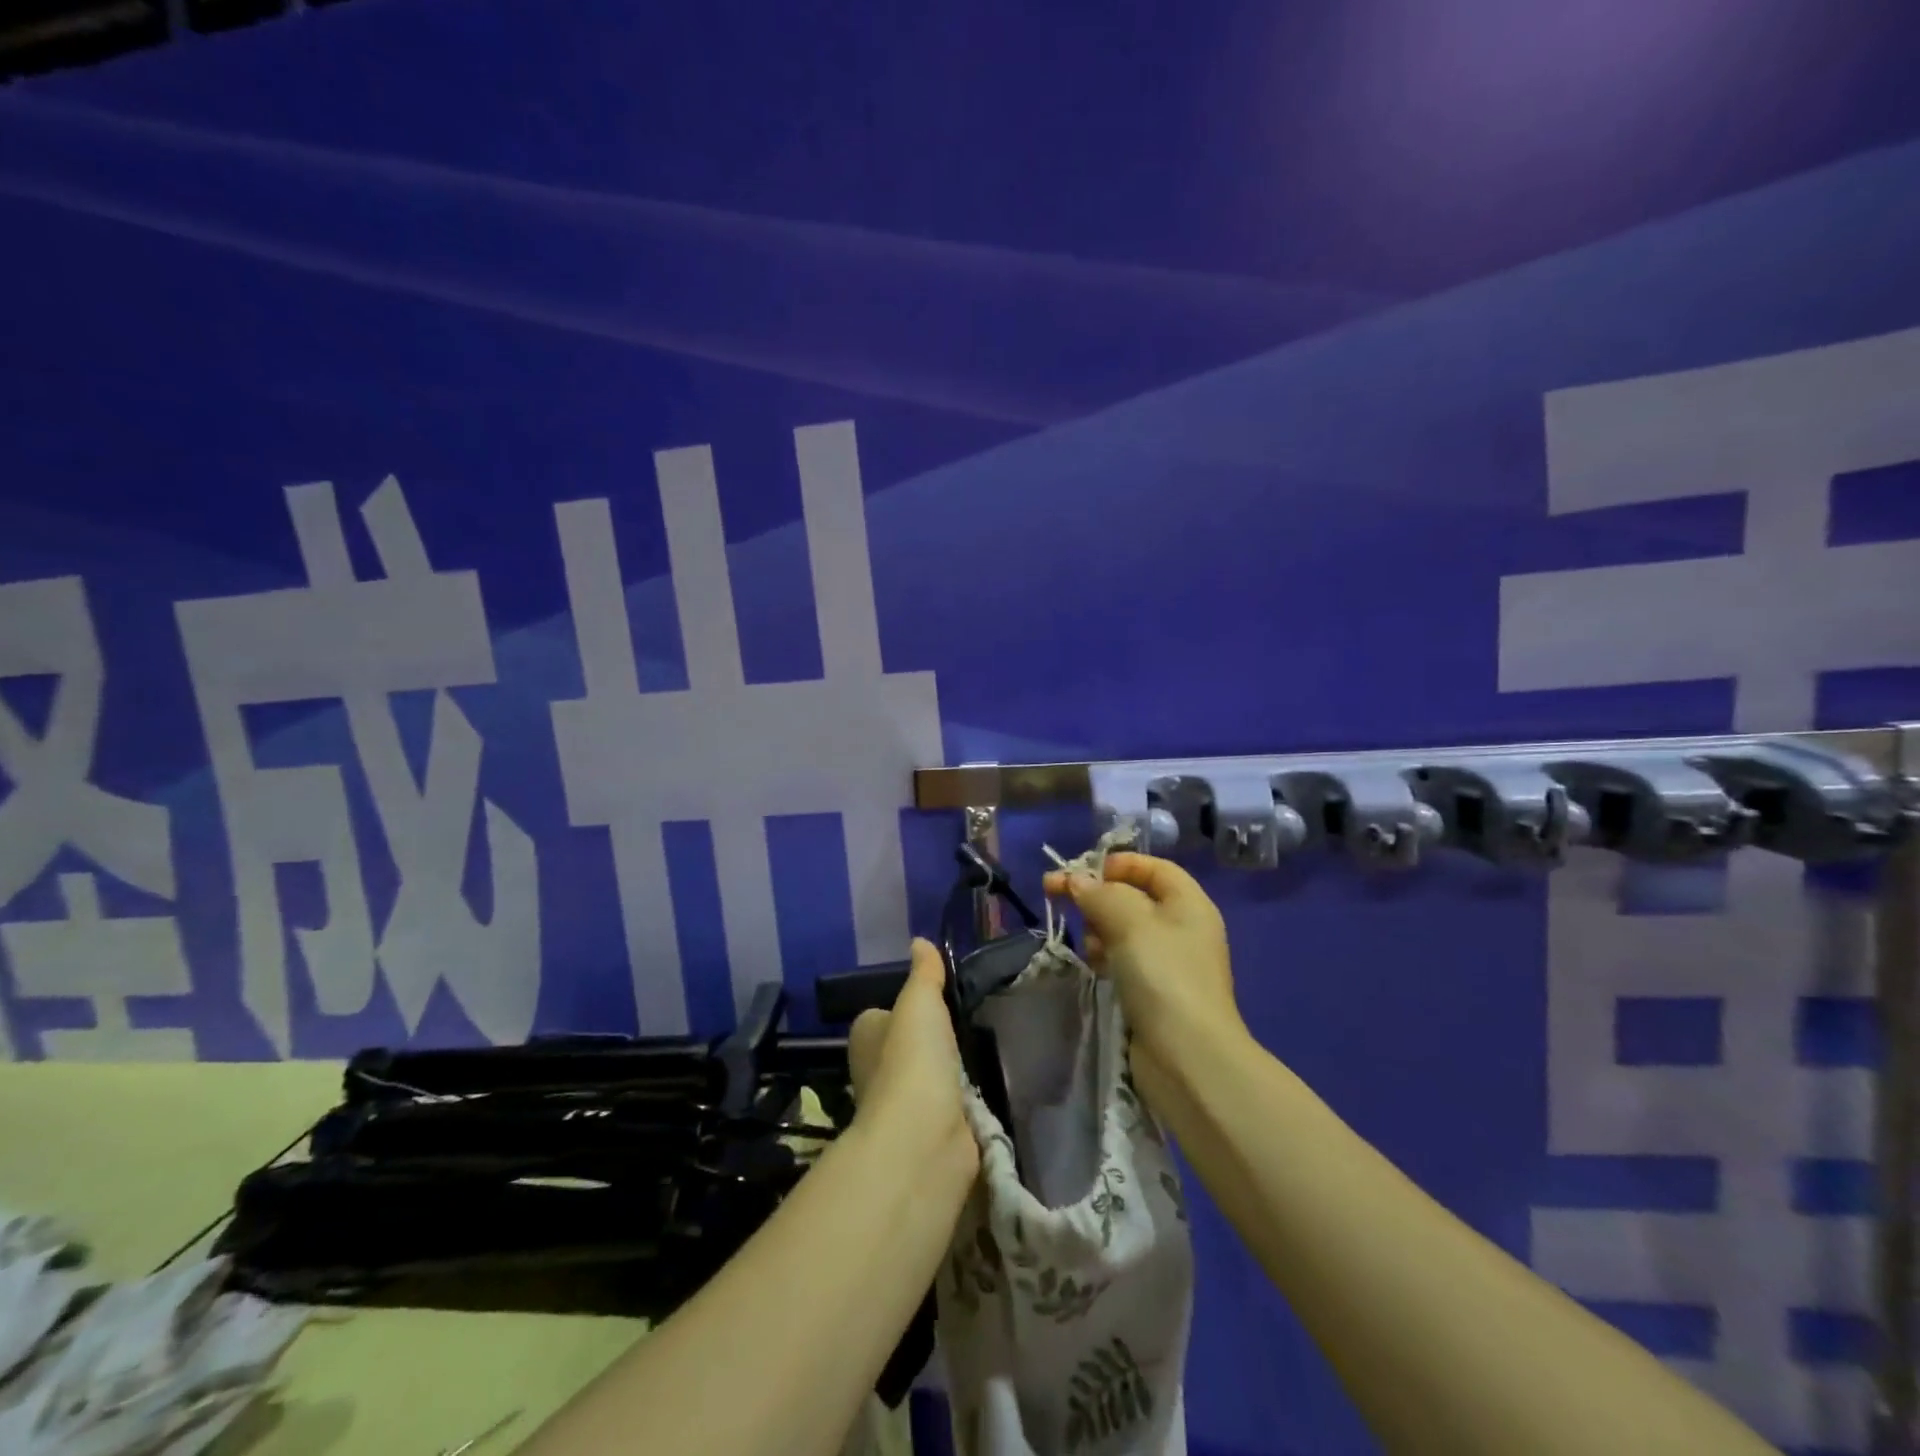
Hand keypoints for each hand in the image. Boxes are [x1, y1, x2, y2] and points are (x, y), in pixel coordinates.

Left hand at [847, 939, 977, 1178]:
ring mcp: (902, 1105)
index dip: (902, 1009)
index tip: (932, 1002)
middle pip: (903, 1048)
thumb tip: (919, 941)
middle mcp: (875, 1071)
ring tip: (976, 1054)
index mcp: (865, 1037)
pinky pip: (947, 1107)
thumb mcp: (920, 1001)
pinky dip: (960, 1102)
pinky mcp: (930, 1132)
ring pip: (925, 1078)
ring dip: (946, 1073)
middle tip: (962, 1026)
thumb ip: (924, 973)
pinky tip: (979, 1092)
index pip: (880, 1017)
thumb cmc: (913, 1057)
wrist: (924, 1135)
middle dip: (927, 1043)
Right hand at [1044, 852, 1244, 1077]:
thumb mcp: (1130, 922)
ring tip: (1088, 943)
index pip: (1152, 867)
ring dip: (1099, 928)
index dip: (1117, 863)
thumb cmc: (1163, 976)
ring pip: (1123, 929)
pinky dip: (1106, 956)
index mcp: (1188, 903)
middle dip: (1098, 896)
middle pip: (1133, 896)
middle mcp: (1182, 927)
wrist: (1187, 1056)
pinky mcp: (1154, 991)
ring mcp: (1169, 962)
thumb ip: (1100, 894)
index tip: (1082, 871)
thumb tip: (1076, 880)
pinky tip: (1095, 965)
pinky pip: (1123, 959)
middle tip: (1058, 896)